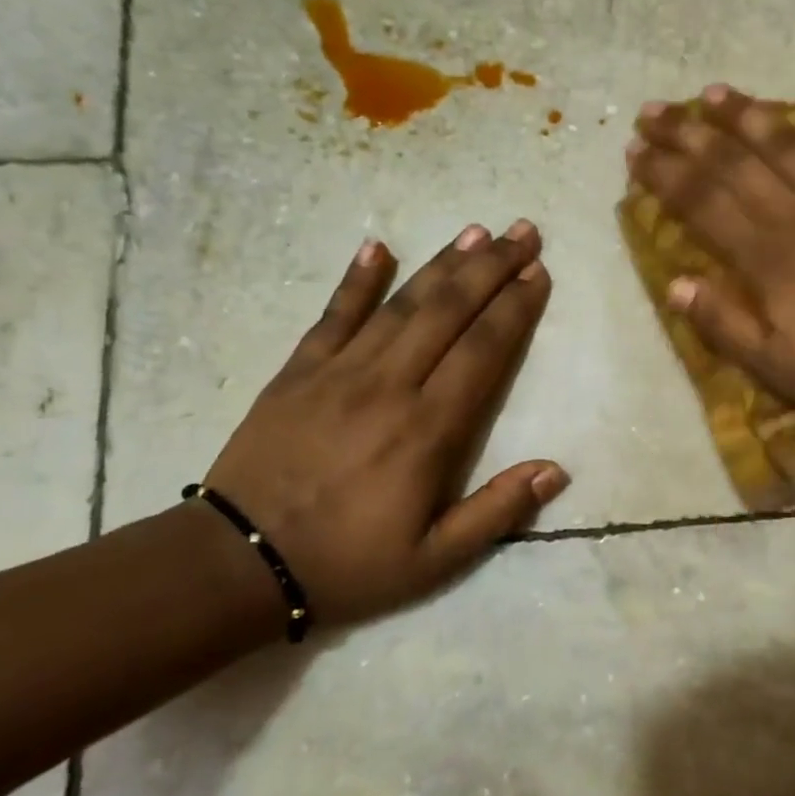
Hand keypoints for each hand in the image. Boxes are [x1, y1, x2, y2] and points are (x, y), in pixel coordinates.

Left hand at [201, 221, 565, 626]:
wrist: (237, 564)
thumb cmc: (347, 564)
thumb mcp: (435, 559)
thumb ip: (498, 512)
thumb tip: (556, 470)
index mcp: (428, 430)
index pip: (483, 352)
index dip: (514, 309)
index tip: (539, 273)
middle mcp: (389, 386)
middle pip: (449, 312)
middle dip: (491, 268)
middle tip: (523, 232)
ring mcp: (339, 372)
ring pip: (401, 304)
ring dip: (443, 264)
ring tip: (476, 231)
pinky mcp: (298, 372)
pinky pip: (332, 315)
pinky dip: (356, 279)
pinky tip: (377, 246)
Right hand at [626, 78, 794, 438]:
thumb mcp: (780, 368)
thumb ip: (725, 324)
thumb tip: (676, 283)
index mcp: (771, 260)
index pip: (704, 206)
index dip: (665, 176)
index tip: (635, 152)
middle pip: (736, 166)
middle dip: (689, 136)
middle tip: (655, 112)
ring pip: (792, 145)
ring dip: (749, 115)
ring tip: (713, 93)